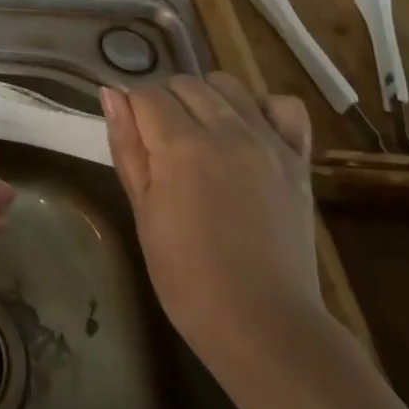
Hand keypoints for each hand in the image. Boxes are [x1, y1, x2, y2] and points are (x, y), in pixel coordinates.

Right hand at [103, 73, 321, 378]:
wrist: (264, 325)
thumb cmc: (187, 276)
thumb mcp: (142, 211)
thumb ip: (127, 147)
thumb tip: (111, 94)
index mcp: (181, 146)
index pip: (145, 93)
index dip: (131, 109)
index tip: (132, 137)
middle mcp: (226, 130)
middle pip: (184, 83)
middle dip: (164, 102)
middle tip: (160, 144)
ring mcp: (268, 142)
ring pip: (227, 85)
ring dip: (205, 99)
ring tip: (199, 136)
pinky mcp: (298, 160)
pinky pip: (283, 107)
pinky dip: (262, 108)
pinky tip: (247, 132)